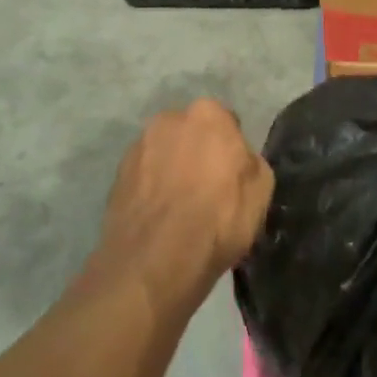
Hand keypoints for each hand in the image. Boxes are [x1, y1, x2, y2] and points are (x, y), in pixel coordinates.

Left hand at [93, 100, 272, 322]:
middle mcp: (170, 119)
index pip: (226, 123)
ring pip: (164, 153)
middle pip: (191, 133)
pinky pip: (144, 175)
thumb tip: (239, 161)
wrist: (154, 262)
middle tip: (206, 188)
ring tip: (178, 207)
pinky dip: (151, 189)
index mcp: (208, 114)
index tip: (232, 176)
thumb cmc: (217, 219)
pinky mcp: (116, 175)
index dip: (231, 151)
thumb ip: (251, 163)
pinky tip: (159, 217)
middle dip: (198, 152)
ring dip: (172, 169)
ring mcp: (138, 146)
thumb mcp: (260, 192)